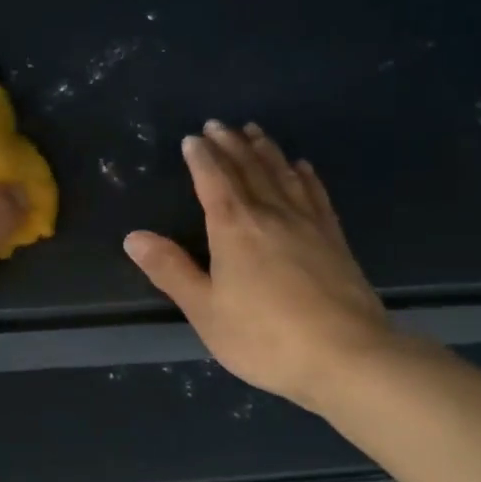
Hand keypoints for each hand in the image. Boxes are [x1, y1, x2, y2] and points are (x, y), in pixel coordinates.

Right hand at [124, 122, 392, 410]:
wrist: (346, 356)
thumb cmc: (264, 337)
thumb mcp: (205, 309)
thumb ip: (170, 270)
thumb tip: (134, 237)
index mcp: (234, 228)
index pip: (213, 180)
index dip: (201, 158)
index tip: (193, 139)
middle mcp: (271, 214)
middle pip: (248, 169)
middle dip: (230, 145)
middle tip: (218, 125)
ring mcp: (308, 223)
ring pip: (282, 174)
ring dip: (265, 150)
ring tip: (254, 131)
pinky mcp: (335, 238)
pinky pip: (316, 194)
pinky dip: (304, 175)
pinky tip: (302, 166)